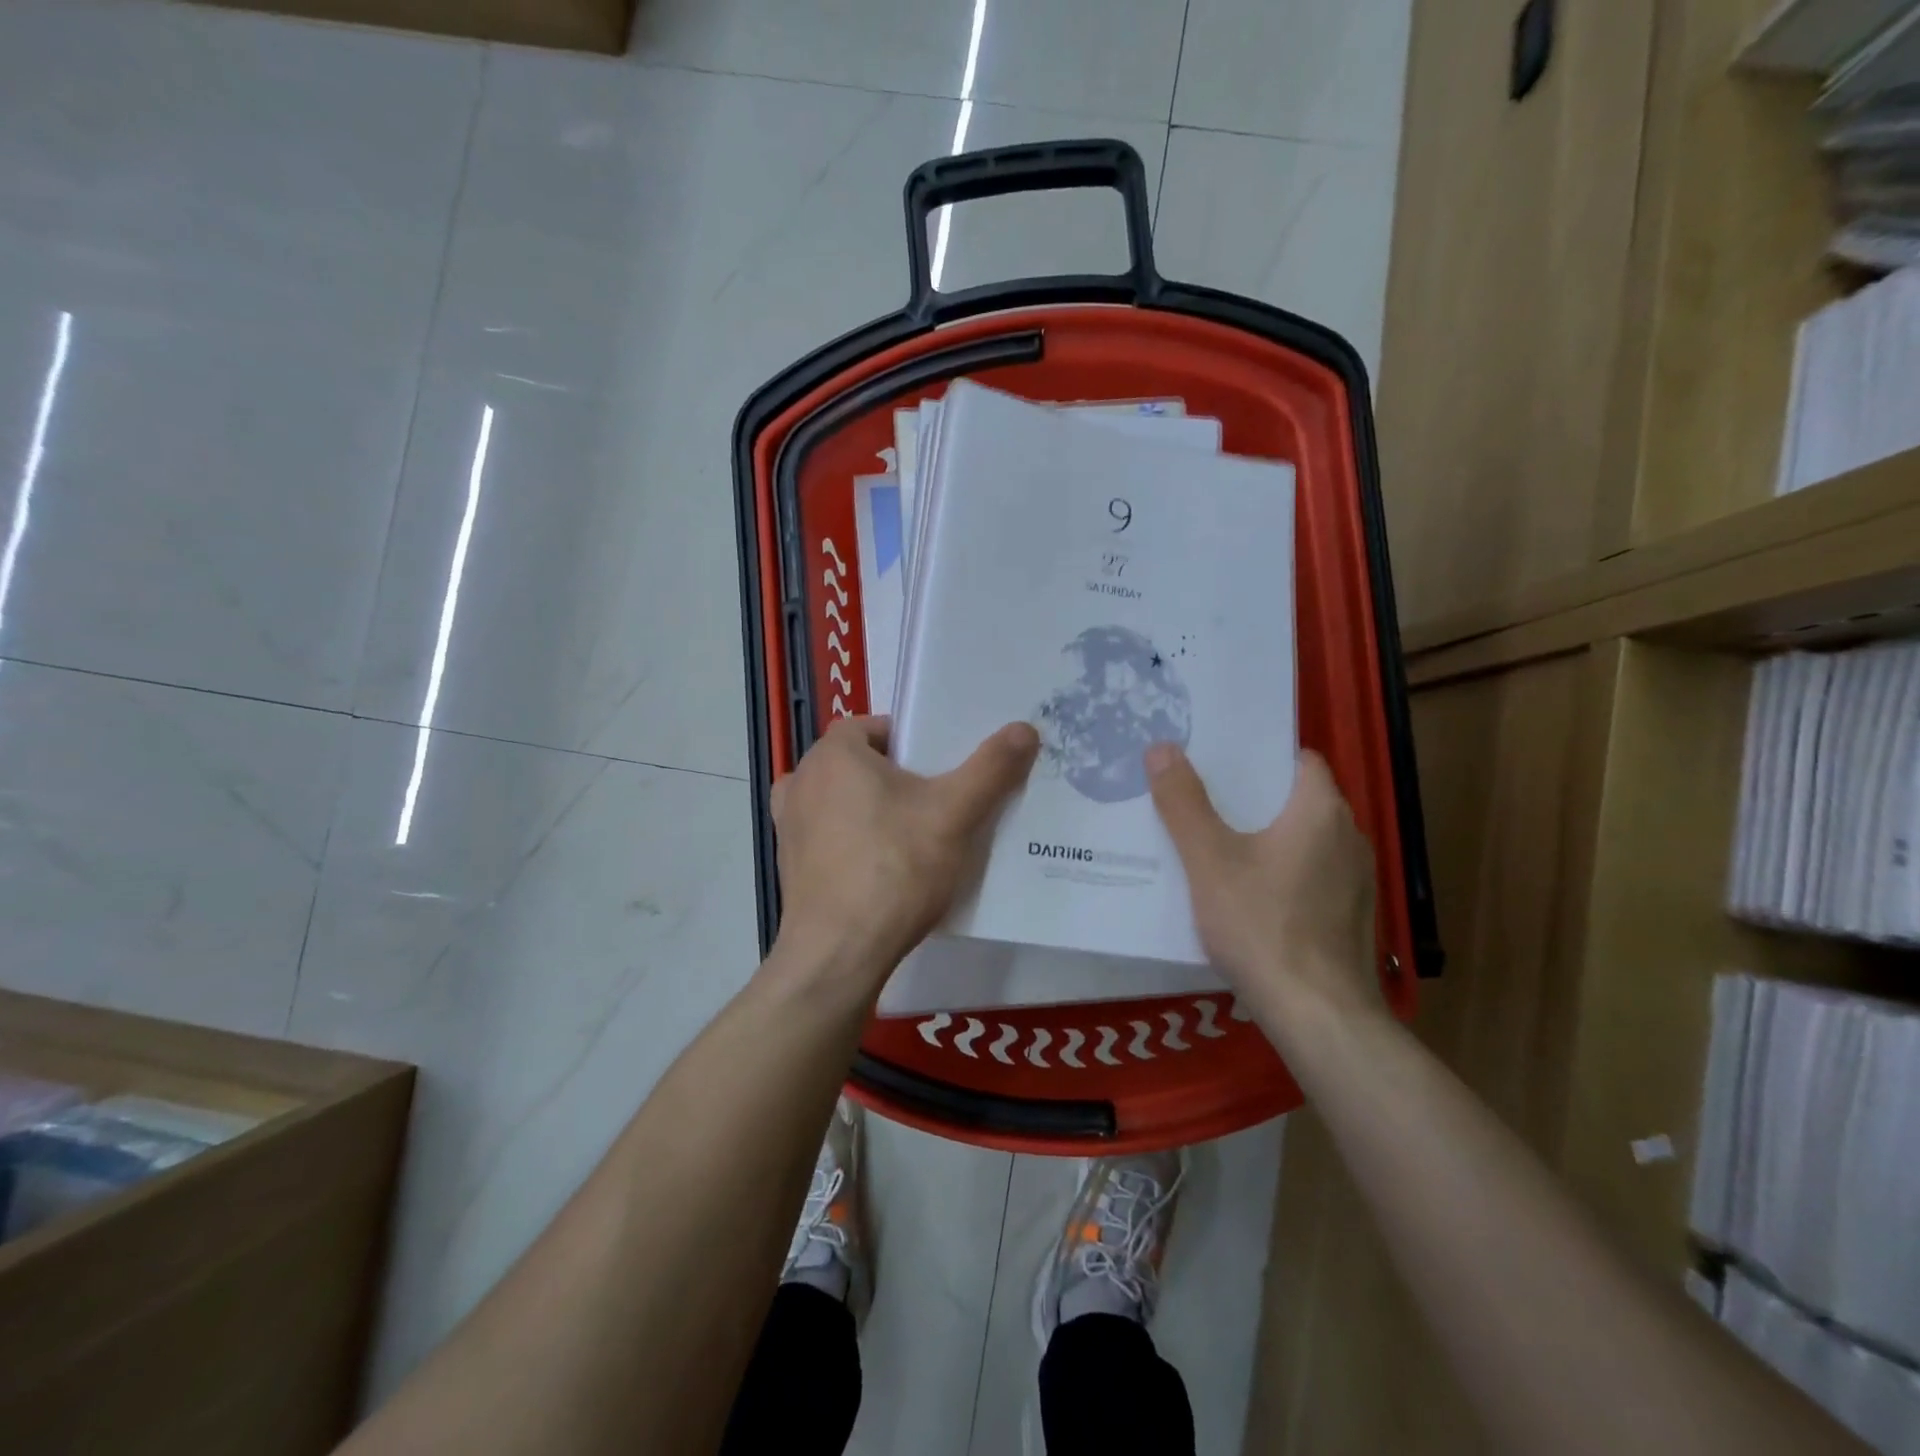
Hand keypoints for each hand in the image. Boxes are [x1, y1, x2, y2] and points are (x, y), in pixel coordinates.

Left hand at [771, 716, 1039, 983]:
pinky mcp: (789, 863)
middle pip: (862, 763)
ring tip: (916, 835)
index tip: (944, 766)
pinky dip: (855, 841)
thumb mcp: (953, 814)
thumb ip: (990, 768)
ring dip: (875, 809)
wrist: (838, 955)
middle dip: (899, 776)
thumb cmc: (894, 869)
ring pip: (845, 800)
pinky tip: (885, 867)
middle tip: (940, 800)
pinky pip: (830, 835)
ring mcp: (788, 823)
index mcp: (832, 754)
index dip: (913, 740)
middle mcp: (801, 779)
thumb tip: (1024, 728)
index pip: (877, 726)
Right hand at [1147, 745, 1383, 1030]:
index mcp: (1321, 811)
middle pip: (1298, 800)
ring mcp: (1357, 881)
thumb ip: (1183, 803)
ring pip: (1305, 841)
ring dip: (1268, 838)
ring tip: (1218, 846)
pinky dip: (1282, 873)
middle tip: (1202, 800)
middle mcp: (1349, 838)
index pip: (1298, 760)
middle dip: (1253, 798)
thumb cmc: (1262, 926)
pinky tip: (1248, 897)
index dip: (1259, 756)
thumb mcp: (1209, 861)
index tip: (1218, 761)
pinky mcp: (1352, 917)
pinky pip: (1312, 876)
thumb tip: (1162, 747)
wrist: (1318, 1016)